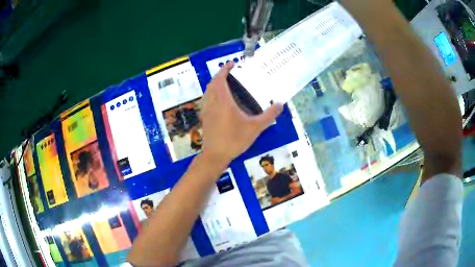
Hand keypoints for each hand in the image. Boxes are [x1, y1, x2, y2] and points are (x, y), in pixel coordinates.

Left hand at [200, 62, 282, 166]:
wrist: (215, 155)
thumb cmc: (234, 139)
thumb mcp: (255, 128)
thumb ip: (268, 115)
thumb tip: (280, 104)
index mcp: (223, 100)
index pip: (220, 79)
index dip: (224, 69)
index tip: (232, 64)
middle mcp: (212, 102)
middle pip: (212, 83)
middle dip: (220, 75)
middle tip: (231, 73)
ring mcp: (206, 110)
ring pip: (208, 91)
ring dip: (215, 84)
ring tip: (226, 85)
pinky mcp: (204, 117)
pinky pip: (206, 100)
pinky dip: (212, 94)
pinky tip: (220, 101)